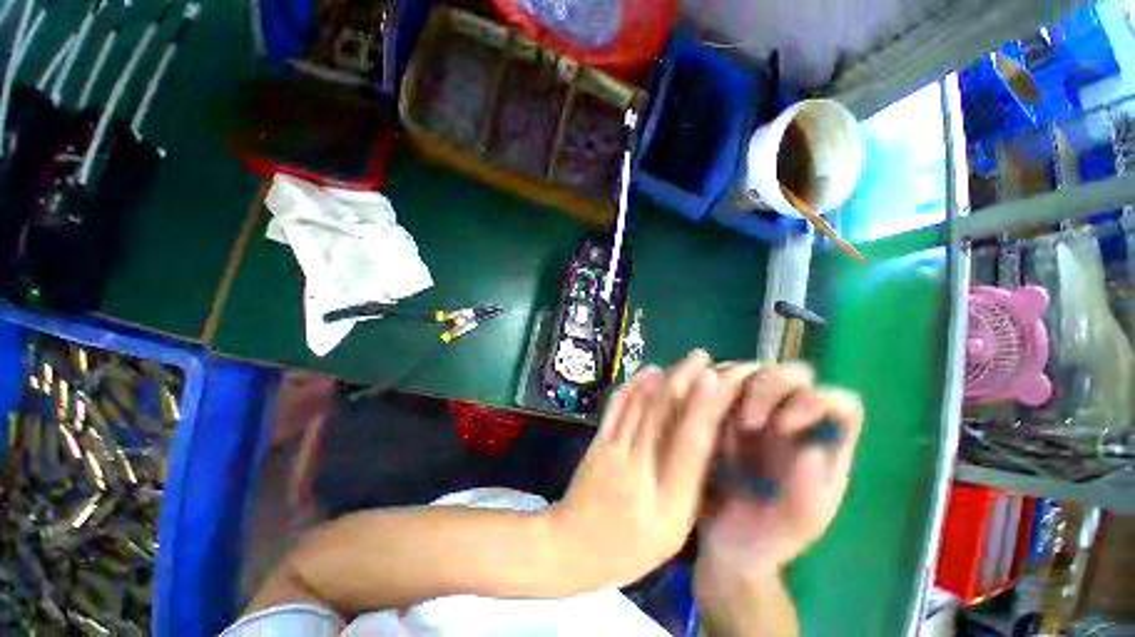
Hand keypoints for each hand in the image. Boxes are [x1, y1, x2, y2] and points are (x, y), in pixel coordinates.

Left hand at [547, 350, 741, 590]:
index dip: (703, 408)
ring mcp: (614, 451)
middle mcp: (640, 469)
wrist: (571, 545)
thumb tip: (704, 445)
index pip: (689, 445)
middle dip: (684, 380)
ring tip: (680, 360)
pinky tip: (646, 372)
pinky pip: (617, 407)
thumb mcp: (672, 533)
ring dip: (662, 377)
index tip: (715, 379)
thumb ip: (690, 489)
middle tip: (701, 357)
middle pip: (662, 415)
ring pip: (640, 405)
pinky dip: (633, 386)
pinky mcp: (597, 441)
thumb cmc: (629, 549)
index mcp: (668, 501)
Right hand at [698, 362, 863, 576]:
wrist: (722, 541)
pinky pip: (713, 379)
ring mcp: (750, 407)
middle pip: (792, 374)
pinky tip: (696, 405)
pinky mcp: (718, 406)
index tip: (785, 428)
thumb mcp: (798, 524)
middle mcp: (789, 416)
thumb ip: (811, 490)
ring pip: (749, 369)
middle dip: (769, 387)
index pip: (836, 401)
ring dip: (732, 383)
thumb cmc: (768, 535)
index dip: (815, 402)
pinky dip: (704, 384)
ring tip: (714, 414)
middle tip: (747, 421)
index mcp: (822, 441)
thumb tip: (810, 447)